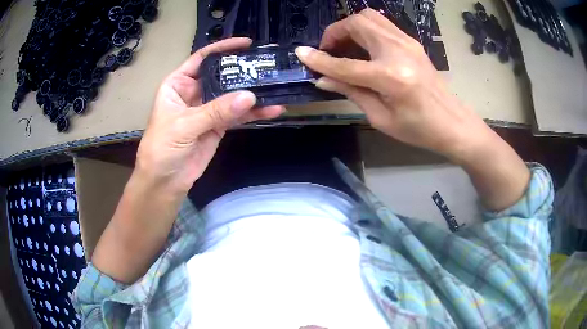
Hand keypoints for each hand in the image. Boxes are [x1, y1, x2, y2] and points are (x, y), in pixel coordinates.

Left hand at [136, 38, 283, 193]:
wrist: (164, 182)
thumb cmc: (161, 149)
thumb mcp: (183, 126)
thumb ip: (215, 111)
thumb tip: (248, 96)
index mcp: (178, 84)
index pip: (202, 59)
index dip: (223, 49)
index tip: (246, 44)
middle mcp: (194, 92)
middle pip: (222, 75)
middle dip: (243, 70)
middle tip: (268, 66)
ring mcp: (208, 109)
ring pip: (232, 96)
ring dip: (252, 94)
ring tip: (276, 89)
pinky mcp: (218, 126)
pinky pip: (238, 115)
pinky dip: (254, 113)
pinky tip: (271, 110)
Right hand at [295, 9, 492, 161]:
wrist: (452, 122)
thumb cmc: (419, 129)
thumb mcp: (381, 118)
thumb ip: (351, 92)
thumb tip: (322, 79)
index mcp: (390, 77)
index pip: (345, 63)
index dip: (319, 59)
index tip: (301, 53)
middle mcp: (398, 51)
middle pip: (356, 24)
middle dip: (335, 32)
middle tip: (329, 51)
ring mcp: (407, 42)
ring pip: (369, 17)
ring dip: (350, 27)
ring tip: (344, 47)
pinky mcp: (411, 41)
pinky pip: (381, 24)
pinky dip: (365, 29)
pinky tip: (363, 47)